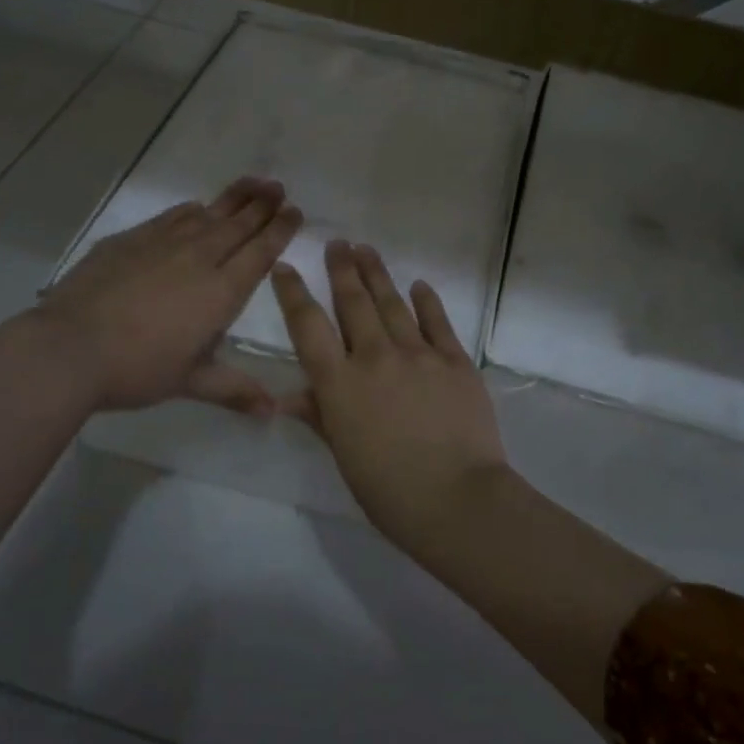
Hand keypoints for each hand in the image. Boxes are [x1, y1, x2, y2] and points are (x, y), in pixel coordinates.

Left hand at [40, 178, 301, 415]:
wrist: (70, 347)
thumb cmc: (137, 369)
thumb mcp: (190, 382)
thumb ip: (234, 390)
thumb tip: (272, 413)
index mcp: (220, 292)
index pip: (259, 253)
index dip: (280, 231)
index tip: (295, 212)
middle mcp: (198, 259)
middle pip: (238, 225)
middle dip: (262, 205)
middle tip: (279, 187)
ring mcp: (162, 244)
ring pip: (207, 214)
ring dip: (233, 199)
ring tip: (253, 183)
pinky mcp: (130, 240)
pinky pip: (171, 217)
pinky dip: (190, 210)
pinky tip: (196, 207)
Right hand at [271, 240, 509, 547]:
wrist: (457, 499)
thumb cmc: (389, 490)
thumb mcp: (344, 455)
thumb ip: (319, 417)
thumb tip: (287, 398)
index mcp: (340, 384)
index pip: (308, 327)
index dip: (293, 293)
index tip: (286, 267)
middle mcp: (375, 358)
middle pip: (353, 303)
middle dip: (342, 270)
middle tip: (338, 244)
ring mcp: (419, 355)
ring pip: (392, 304)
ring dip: (377, 274)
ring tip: (366, 250)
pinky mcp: (455, 361)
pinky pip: (437, 322)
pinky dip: (426, 301)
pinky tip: (419, 285)